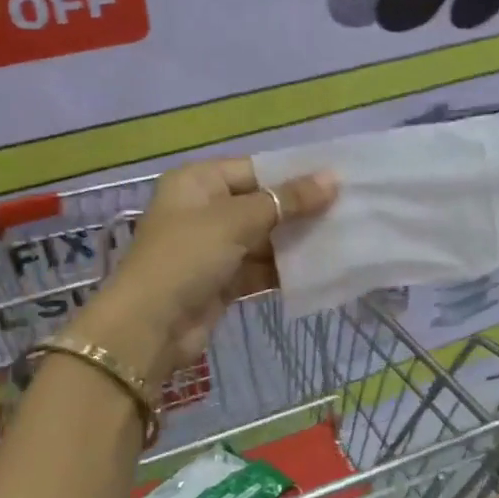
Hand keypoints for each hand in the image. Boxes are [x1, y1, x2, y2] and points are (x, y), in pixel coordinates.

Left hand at [69, 158, 336, 385]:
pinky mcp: (222, 281)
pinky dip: (285, 269)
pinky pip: (261, 268)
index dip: (294, 175)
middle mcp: (204, 209)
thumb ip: (287, 200)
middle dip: (300, 210)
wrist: (150, 328)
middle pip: (262, 204)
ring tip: (343, 238)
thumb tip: (333, 178)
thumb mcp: (237, 221)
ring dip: (297, 242)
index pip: (256, 169)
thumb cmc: (187, 257)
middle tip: (349, 210)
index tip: (338, 181)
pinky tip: (320, 269)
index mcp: (198, 182)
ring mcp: (213, 248)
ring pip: (265, 238)